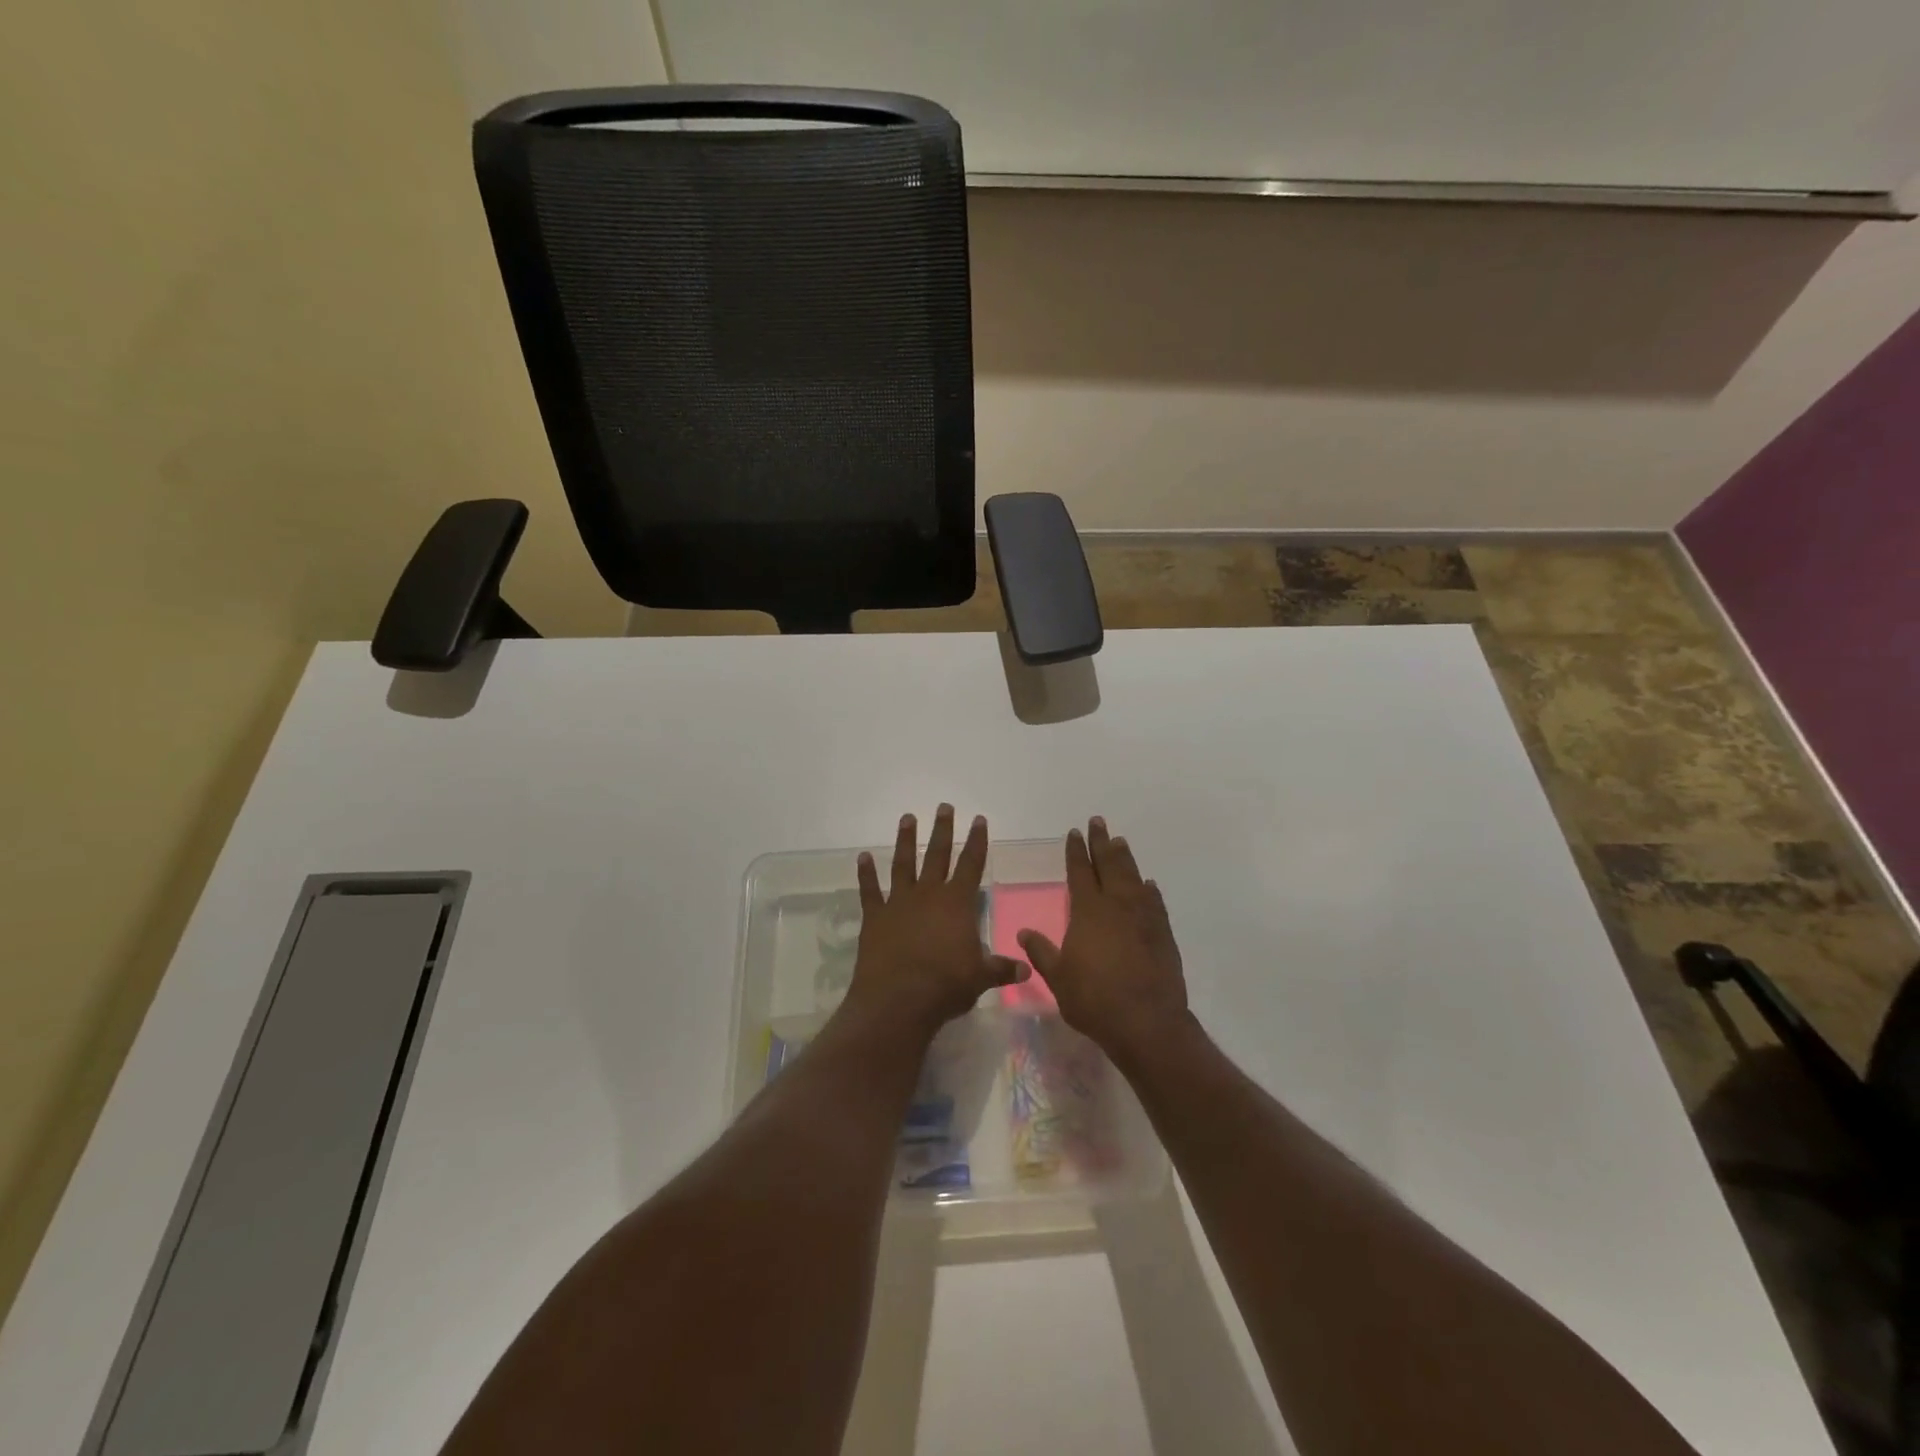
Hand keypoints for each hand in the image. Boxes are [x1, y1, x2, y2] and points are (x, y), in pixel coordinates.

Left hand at [845, 805, 1026, 1036]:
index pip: (972, 864)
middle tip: (944, 806)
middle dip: (942, 830)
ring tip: (907, 818)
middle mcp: (928, 894)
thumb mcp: (981, 978)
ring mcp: (899, 902)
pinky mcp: (874, 917)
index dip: (977, 841)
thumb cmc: (946, 986)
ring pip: (903, 864)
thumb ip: (1002, 969)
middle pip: (937, 855)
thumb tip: (1027, 971)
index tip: (979, 819)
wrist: (898, 1000)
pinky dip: (866, 874)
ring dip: (905, 840)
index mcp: (957, 903)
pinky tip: (863, 857)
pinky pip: (869, 890)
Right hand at [1017, 818, 1188, 1064]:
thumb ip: (1042, 952)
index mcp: (1088, 911)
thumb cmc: (1094, 1000)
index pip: (1080, 872)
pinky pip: (1154, 901)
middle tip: (1098, 822)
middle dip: (1101, 842)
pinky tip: (1148, 884)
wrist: (1146, 1022)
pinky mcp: (1163, 933)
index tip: (1074, 833)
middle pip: (1109, 865)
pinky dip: (1149, 889)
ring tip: (1119, 842)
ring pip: (1133, 877)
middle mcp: (1117, 905)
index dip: (1076, 851)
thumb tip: (1024, 932)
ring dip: (1125, 858)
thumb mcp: (1058, 978)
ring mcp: (1144, 917)